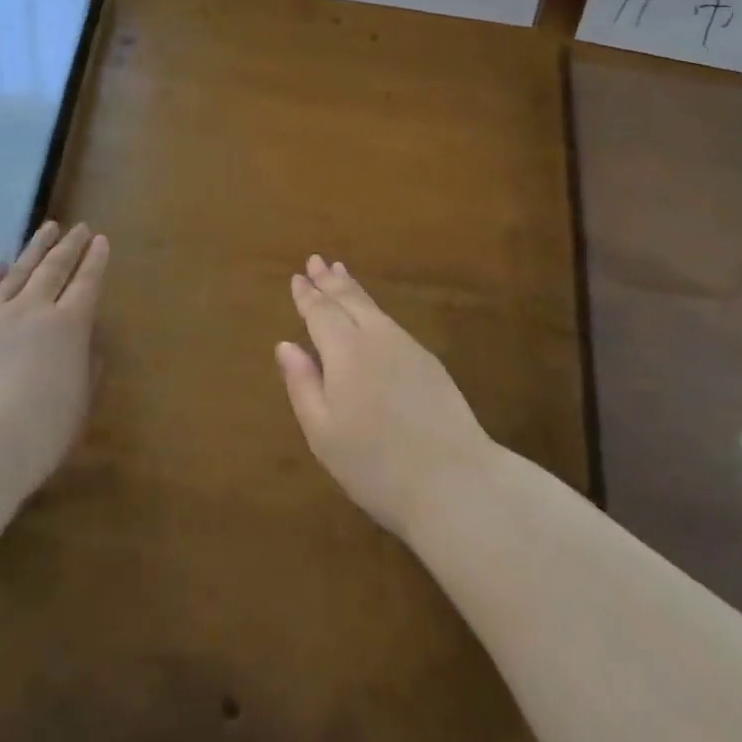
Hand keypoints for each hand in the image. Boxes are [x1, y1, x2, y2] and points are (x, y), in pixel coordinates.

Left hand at [0, 220, 109, 504]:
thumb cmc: (40, 432)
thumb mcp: (80, 402)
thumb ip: (88, 365)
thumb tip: (88, 338)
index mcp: (69, 326)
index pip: (87, 283)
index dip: (95, 260)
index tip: (101, 239)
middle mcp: (33, 310)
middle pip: (54, 269)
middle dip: (69, 246)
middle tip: (78, 228)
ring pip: (18, 273)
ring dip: (35, 249)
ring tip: (47, 229)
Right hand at [277, 256, 494, 540]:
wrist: (455, 481)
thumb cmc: (376, 465)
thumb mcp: (324, 434)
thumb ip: (302, 385)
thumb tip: (286, 345)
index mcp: (345, 352)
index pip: (321, 313)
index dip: (307, 295)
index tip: (297, 278)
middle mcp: (376, 338)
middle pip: (349, 300)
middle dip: (330, 281)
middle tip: (316, 260)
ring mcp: (407, 347)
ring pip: (373, 308)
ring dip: (353, 288)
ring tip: (340, 272)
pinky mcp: (429, 362)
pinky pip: (391, 322)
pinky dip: (373, 308)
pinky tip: (372, 314)